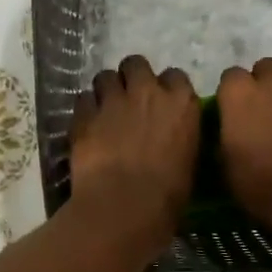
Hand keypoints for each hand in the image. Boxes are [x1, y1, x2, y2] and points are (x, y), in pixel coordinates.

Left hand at [71, 56, 200, 252]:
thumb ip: (180, 138)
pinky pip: (83, 100)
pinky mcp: (84, 115)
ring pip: (105, 77)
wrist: (124, 208)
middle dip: (132, 77)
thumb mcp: (189, 163)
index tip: (162, 103)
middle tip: (129, 99)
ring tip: (105, 110)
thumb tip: (172, 138)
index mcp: (181, 104)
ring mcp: (113, 100)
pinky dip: (86, 110)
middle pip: (136, 64)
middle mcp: (147, 92)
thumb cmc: (167, 197)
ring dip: (106, 90)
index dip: (166, 88)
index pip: (175, 76)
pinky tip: (87, 126)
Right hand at [216, 59, 271, 239]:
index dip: (229, 94)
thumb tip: (227, 137)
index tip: (229, 112)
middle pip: (265, 67)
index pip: (229, 76)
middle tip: (258, 107)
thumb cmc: (262, 184)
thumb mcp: (227, 170)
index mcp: (239, 95)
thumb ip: (225, 141)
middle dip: (261, 82)